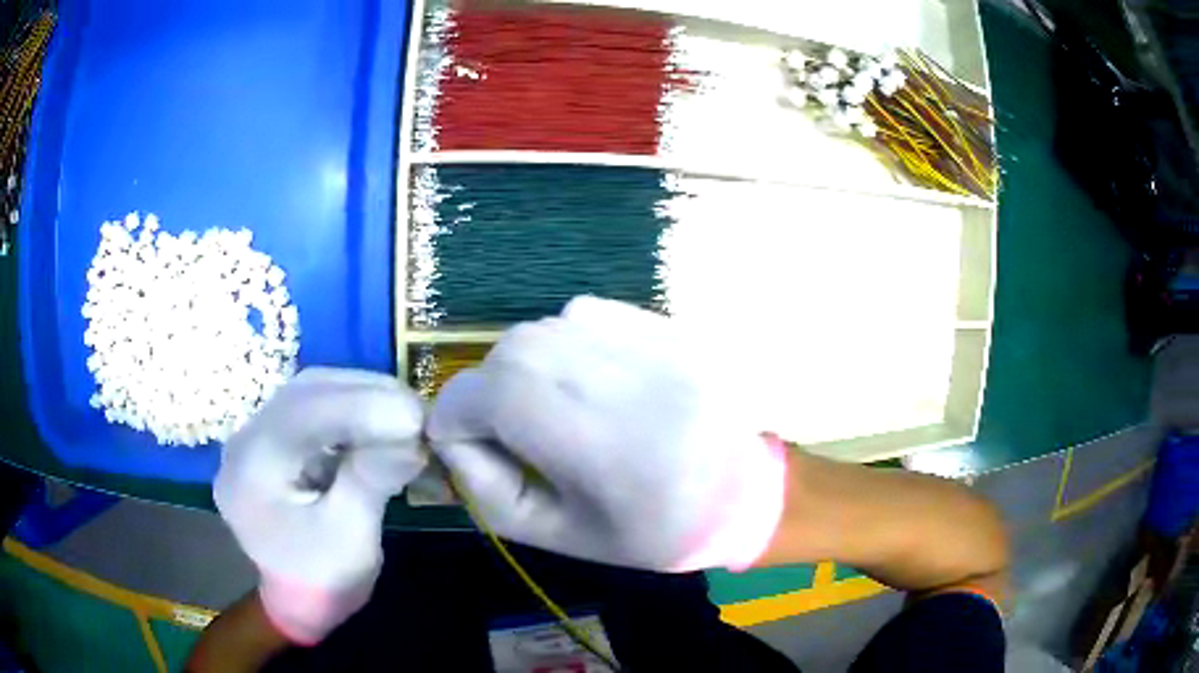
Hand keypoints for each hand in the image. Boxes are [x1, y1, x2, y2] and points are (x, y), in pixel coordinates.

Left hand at [214, 368, 425, 644]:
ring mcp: (259, 433)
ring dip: (362, 395)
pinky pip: (315, 405)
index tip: (415, 417)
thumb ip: (371, 480)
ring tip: (406, 413)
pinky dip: (352, 406)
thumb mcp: (350, 539)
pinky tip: (381, 419)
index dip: (360, 409)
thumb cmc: (322, 580)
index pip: (303, 417)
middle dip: (365, 394)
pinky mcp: (277, 435)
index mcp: (252, 470)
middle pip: (306, 392)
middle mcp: (246, 439)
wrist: (297, 599)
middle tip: (418, 411)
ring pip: (312, 391)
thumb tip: (413, 435)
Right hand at [427, 297, 787, 571]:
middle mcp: (613, 368)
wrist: (749, 491)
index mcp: (591, 434)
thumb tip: (452, 437)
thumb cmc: (655, 529)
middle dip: (489, 395)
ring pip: (541, 331)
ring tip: (562, 411)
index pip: (479, 395)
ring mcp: (643, 334)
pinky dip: (567, 347)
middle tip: (518, 436)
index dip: (458, 421)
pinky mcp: (661, 320)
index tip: (470, 448)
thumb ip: (487, 488)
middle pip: (506, 355)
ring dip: (529, 370)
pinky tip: (597, 383)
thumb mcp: (559, 534)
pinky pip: (583, 316)